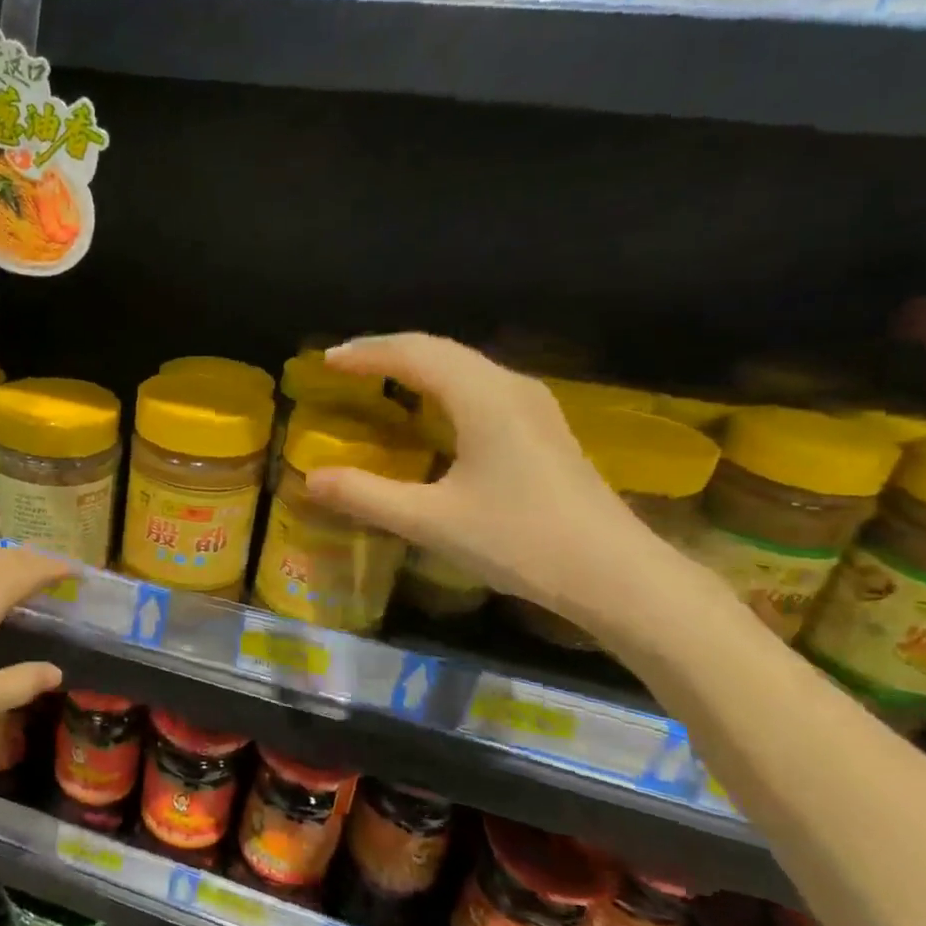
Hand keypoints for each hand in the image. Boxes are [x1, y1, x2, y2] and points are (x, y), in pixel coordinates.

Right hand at [304, 333, 693, 632]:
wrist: (615, 574)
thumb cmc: (519, 541)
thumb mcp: (429, 521)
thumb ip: (365, 495)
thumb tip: (310, 478)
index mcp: (483, 398)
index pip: (415, 354)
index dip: (366, 353)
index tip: (325, 361)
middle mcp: (510, 388)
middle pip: (441, 350)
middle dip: (388, 353)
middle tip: (344, 367)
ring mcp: (533, 407)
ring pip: (465, 366)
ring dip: (417, 366)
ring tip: (378, 380)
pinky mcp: (543, 429)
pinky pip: (480, 387)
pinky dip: (442, 386)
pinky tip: (432, 411)